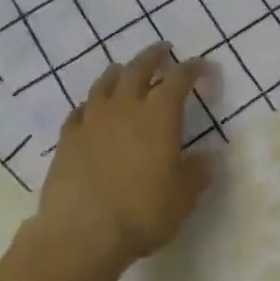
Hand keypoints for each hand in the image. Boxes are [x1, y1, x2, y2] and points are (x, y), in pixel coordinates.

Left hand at [36, 42, 210, 271]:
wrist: (82, 231)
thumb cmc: (142, 212)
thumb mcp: (183, 197)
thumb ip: (198, 173)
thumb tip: (211, 157)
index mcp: (159, 114)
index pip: (179, 79)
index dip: (193, 69)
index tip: (203, 66)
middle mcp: (125, 106)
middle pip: (139, 68)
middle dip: (153, 56)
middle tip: (162, 50)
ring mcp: (92, 118)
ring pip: (106, 83)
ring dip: (119, 72)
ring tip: (124, 70)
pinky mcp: (68, 136)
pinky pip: (80, 109)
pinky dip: (91, 103)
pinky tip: (91, 108)